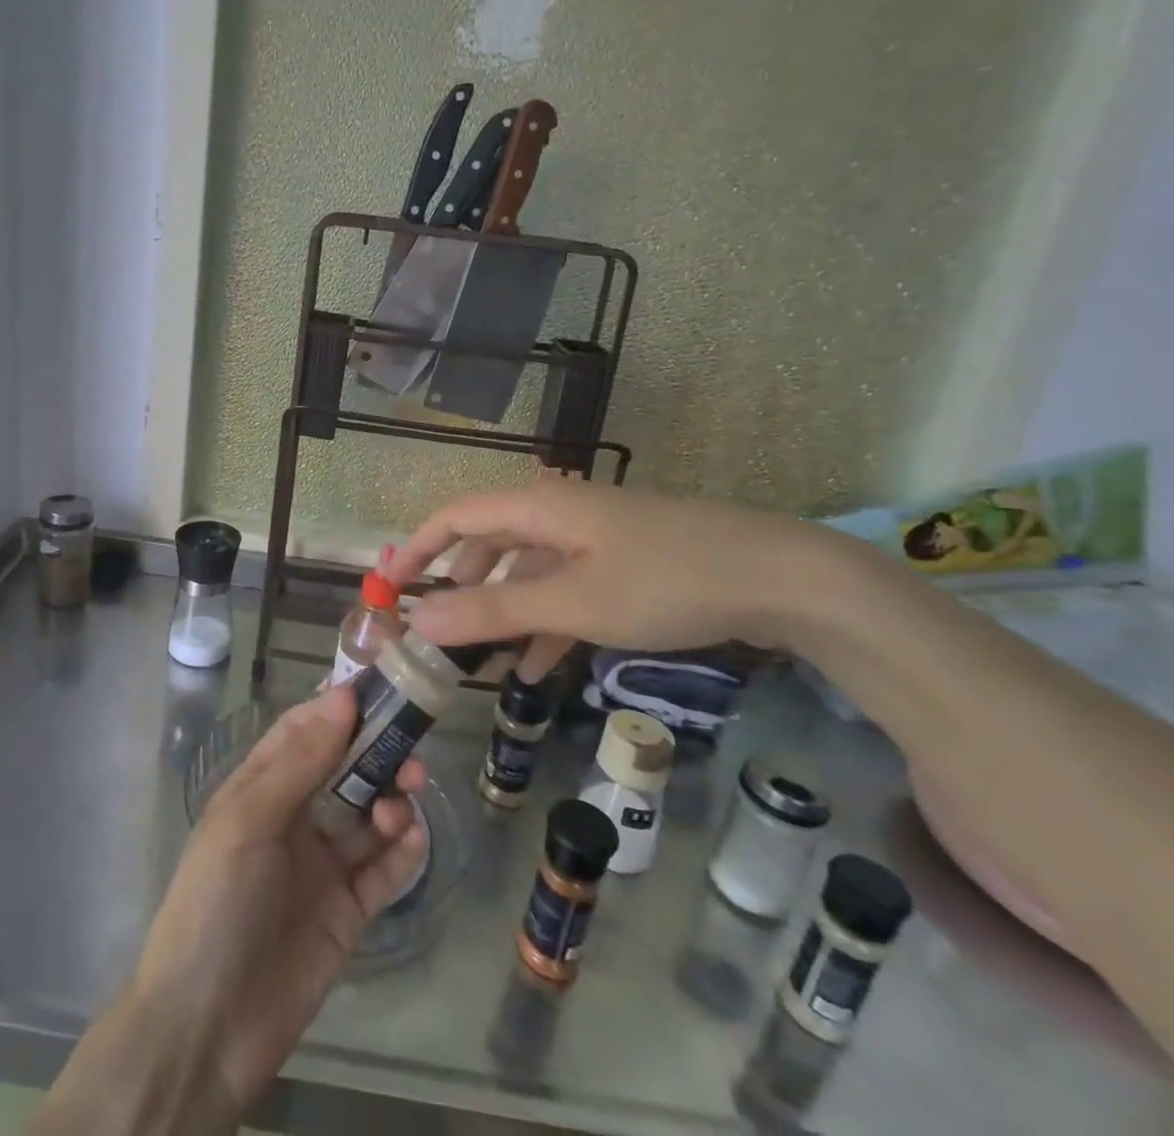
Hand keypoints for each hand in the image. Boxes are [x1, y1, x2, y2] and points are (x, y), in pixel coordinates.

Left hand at [133, 688, 426, 1118]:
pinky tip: (411, 841)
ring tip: (404, 804)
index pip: (304, 731)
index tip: (381, 688)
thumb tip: (342, 697)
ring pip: (369, 815)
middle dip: (378, 754)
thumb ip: (299, 761)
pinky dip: (403, 852)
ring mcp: (322, 865)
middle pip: (345, 769)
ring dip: (393, 800)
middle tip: (411, 750)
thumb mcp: (247, 822)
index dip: (339, 708)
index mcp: (261, 789)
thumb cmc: (215, 905)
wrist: (206, 1031)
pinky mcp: (348, 911)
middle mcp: (294, 818)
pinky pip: (384, 871)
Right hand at [388, 478, 824, 678]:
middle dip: (459, 584)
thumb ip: (493, 611)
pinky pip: (566, 589)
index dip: (419, 548)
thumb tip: (418, 621)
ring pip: (529, 570)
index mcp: (540, 506)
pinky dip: (544, 621)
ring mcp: (595, 538)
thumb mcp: (573, 602)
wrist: (782, 577)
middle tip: (435, 630)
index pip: (457, 515)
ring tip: (478, 659)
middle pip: (490, 541)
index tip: (391, 588)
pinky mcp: (624, 563)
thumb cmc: (666, 581)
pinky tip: (534, 666)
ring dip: (502, 610)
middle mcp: (560, 513)